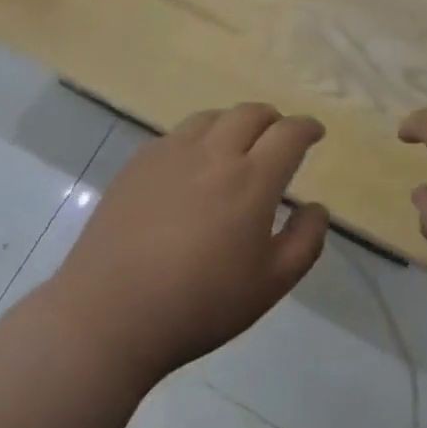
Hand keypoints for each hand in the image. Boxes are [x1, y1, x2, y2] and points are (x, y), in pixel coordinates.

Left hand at [53, 104, 329, 383]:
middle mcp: (214, 152)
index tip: (314, 133)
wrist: (109, 314)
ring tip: (236, 145)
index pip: (289, 134)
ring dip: (234, 123)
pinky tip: (192, 165)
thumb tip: (316, 207)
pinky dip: (198, 138)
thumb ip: (305, 241)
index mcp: (251, 179)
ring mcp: (171, 152)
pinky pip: (177, 134)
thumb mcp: (270, 284)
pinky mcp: (139, 162)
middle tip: (278, 138)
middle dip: (273, 120)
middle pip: (251, 113)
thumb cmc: (200, 304)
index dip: (307, 128)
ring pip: (212, 117)